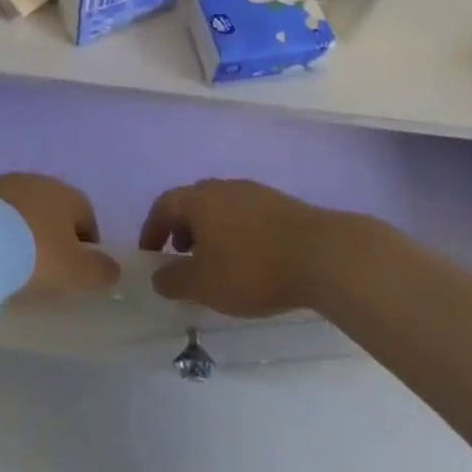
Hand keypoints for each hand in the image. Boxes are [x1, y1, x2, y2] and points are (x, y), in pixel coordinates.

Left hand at [0, 175, 120, 297]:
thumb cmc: (34, 254)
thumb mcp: (75, 271)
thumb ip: (100, 271)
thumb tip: (113, 269)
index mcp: (66, 194)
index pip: (86, 214)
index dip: (86, 242)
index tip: (77, 270)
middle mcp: (36, 180)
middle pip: (51, 208)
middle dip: (51, 233)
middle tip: (44, 267)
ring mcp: (1, 183)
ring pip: (19, 208)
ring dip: (20, 229)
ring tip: (11, 261)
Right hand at [139, 180, 335, 316]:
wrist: (322, 254)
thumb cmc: (252, 268)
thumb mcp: (204, 284)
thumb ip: (174, 280)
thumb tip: (158, 275)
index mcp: (198, 199)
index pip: (164, 205)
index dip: (152, 229)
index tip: (150, 254)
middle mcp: (223, 187)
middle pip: (192, 202)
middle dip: (181, 228)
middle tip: (181, 256)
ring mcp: (254, 192)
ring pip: (220, 207)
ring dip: (210, 231)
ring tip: (216, 262)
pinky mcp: (280, 203)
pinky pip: (245, 214)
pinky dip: (236, 233)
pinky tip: (250, 259)